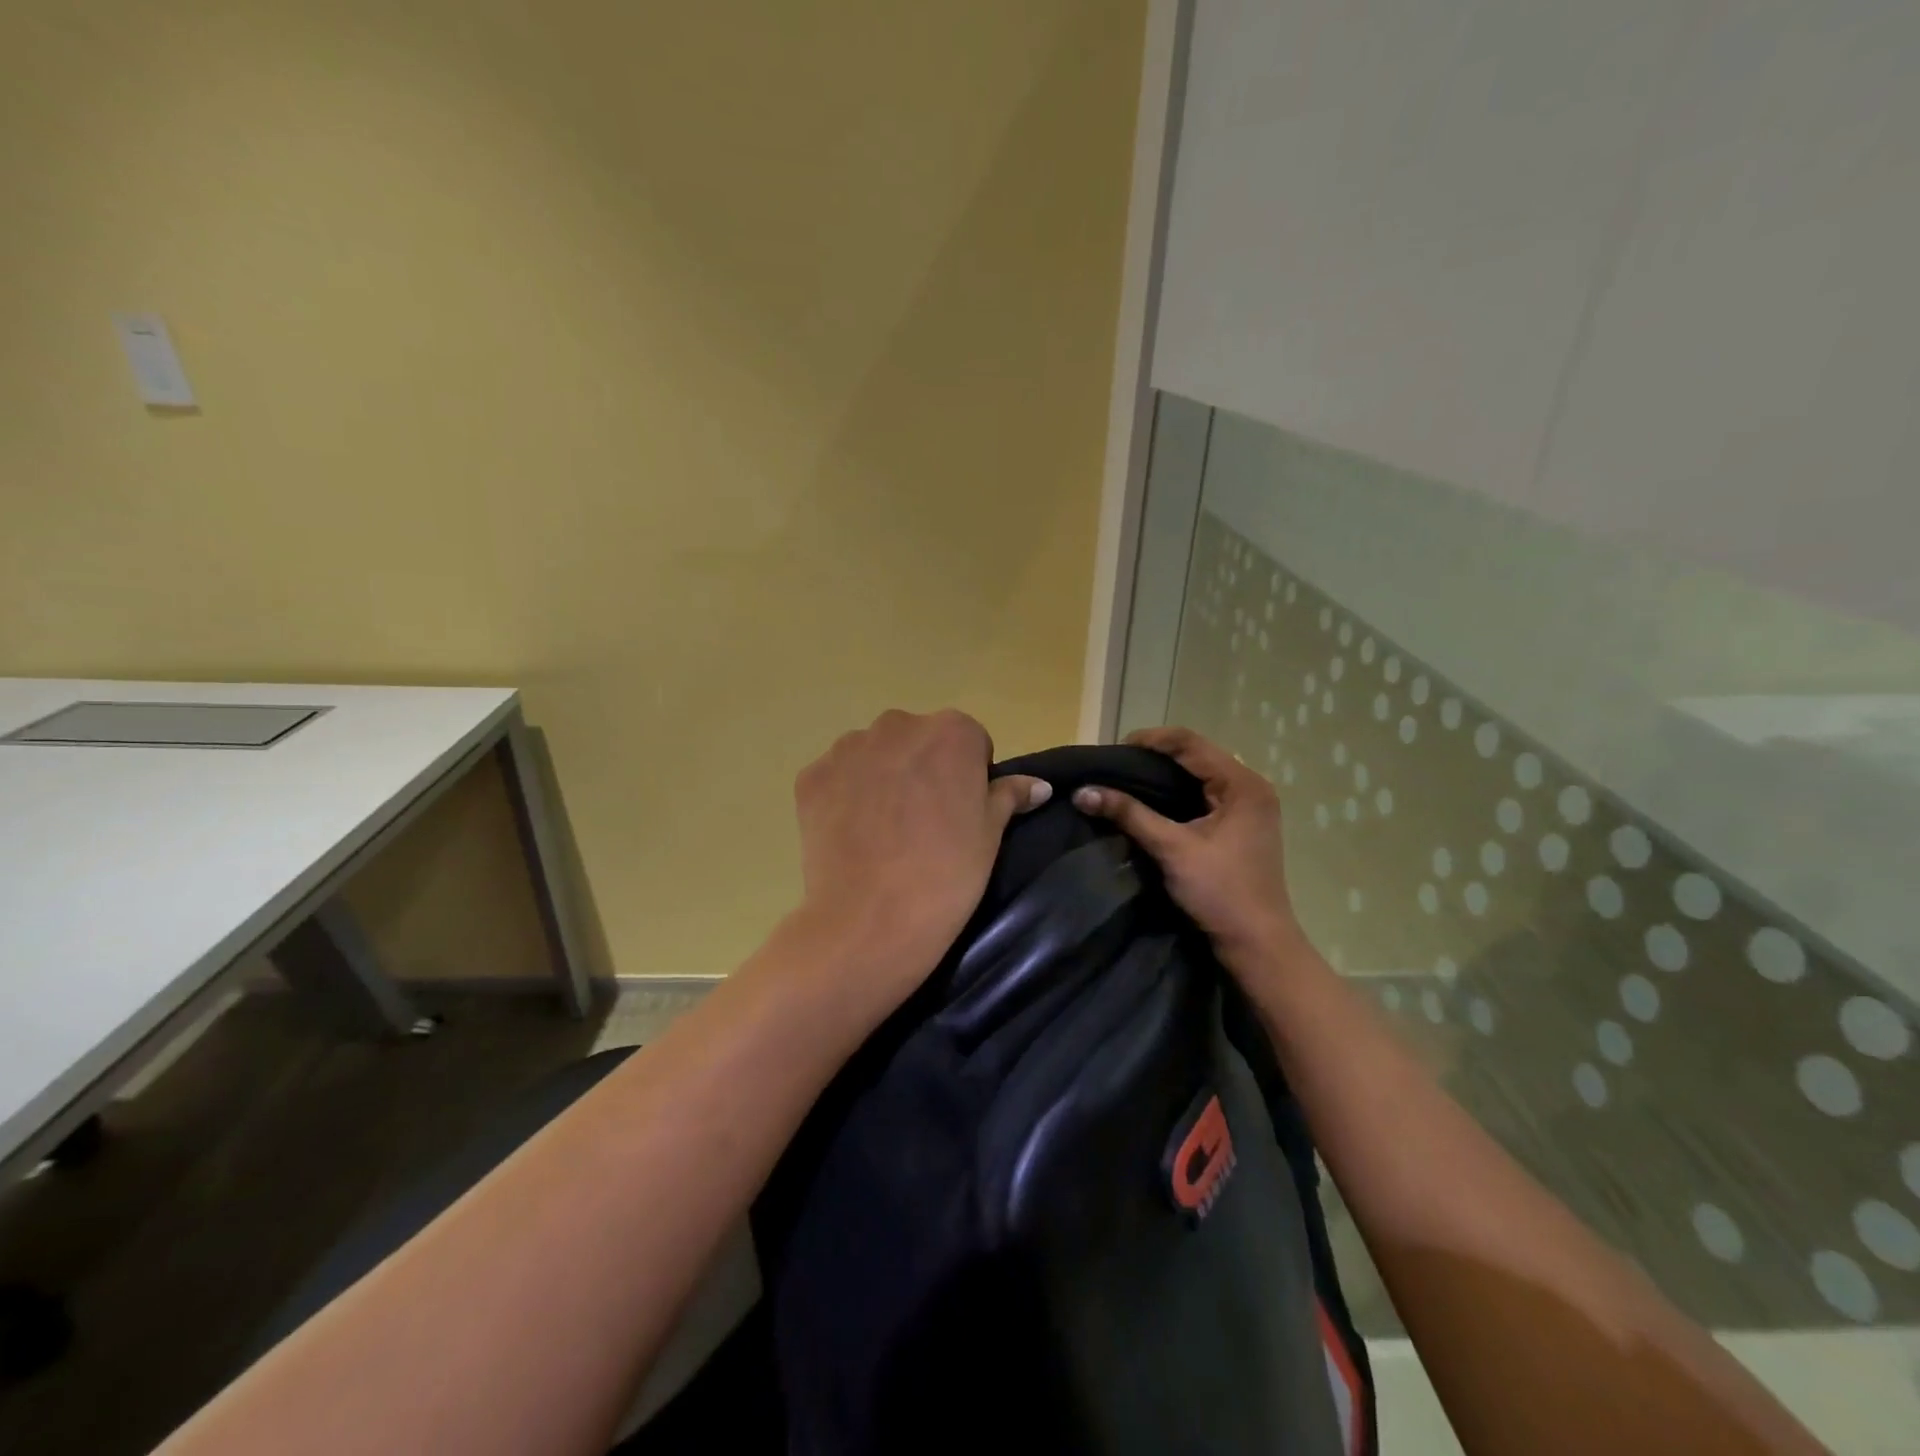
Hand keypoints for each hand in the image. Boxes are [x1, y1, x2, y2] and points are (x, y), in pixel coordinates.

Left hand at [792, 709, 1050, 1001]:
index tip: (961, 812)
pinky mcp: (811, 775)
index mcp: (951, 731)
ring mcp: (848, 748)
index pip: (968, 740)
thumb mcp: (991, 835)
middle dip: (922, 768)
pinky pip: (838, 776)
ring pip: (874, 754)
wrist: (871, 921)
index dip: (968, 775)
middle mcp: (897, 725)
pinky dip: (845, 796)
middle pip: (917, 740)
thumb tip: (1039, 785)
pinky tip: (853, 835)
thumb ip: (1009, 796)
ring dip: (882, 777)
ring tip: (884, 831)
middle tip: (923, 823)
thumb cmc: (946, 874)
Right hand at [1071, 726, 1299, 967]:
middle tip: (1115, 765)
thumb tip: (1082, 792)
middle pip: (1196, 754)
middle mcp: (1250, 786)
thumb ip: (1129, 814)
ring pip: (1199, 773)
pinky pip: (1204, 792)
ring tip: (1126, 779)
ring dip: (1164, 773)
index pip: (1189, 742)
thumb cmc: (1220, 892)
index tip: (1112, 752)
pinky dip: (1176, 791)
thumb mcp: (1171, 849)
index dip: (1149, 740)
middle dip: (1154, 755)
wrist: (1257, 944)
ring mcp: (1248, 805)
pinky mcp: (1241, 824)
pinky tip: (1151, 800)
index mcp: (1242, 783)